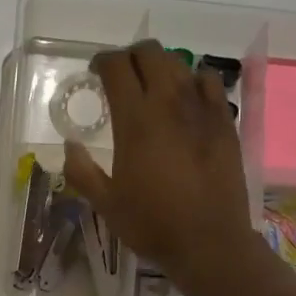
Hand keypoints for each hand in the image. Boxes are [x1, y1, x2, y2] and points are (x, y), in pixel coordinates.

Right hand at [64, 40, 257, 291]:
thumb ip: (81, 171)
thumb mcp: (106, 204)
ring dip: (161, 66)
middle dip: (131, 56)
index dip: (102, 61)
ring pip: (180, 63)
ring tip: (153, 86)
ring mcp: (202, 109)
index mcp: (135, 121)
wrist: (209, 242)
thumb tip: (70, 145)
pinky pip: (209, 81)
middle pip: (150, 53)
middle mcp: (169, 104)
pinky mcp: (225, 121)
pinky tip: (188, 98)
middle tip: (123, 76)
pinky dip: (194, 80)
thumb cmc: (152, 225)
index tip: (95, 71)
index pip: (116, 67)